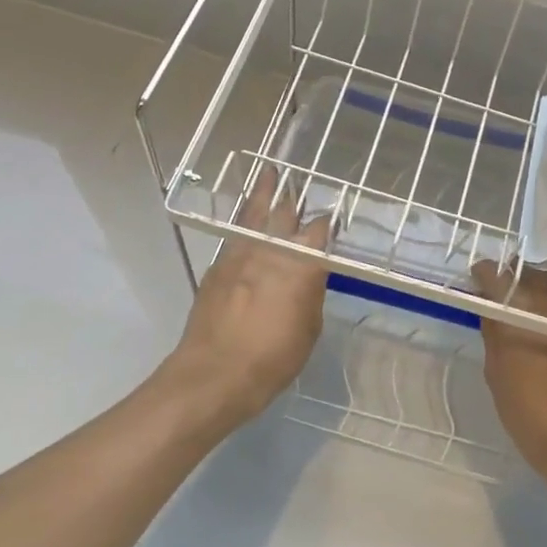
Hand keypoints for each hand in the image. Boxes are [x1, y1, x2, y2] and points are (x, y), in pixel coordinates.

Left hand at [163, 169, 330, 433]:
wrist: (213, 374)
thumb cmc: (272, 358)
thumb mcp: (308, 329)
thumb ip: (310, 293)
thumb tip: (309, 275)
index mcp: (301, 264)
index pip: (320, 230)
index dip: (329, 221)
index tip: (333, 217)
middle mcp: (271, 250)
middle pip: (285, 212)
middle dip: (295, 197)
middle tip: (299, 181)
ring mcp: (240, 254)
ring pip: (254, 214)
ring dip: (264, 193)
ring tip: (269, 172)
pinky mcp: (217, 265)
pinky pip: (234, 232)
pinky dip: (243, 219)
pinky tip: (246, 217)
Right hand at [470, 261, 546, 499]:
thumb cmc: (532, 413)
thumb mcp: (497, 374)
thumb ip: (494, 332)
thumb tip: (491, 307)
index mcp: (522, 310)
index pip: (497, 275)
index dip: (485, 275)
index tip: (479, 280)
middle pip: (533, 274)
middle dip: (518, 280)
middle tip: (510, 300)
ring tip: (543, 312)